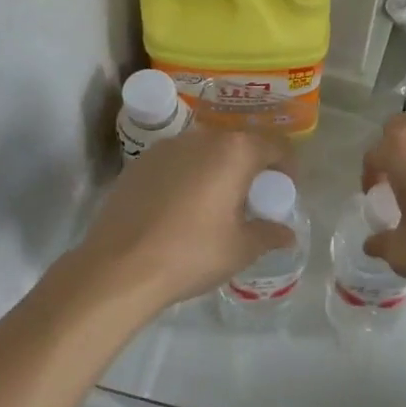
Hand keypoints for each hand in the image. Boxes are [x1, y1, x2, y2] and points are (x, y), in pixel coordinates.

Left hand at [76, 127, 295, 311]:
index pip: (275, 145)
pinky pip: (176, 164)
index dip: (286, 167)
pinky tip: (180, 210)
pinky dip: (187, 178)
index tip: (284, 190)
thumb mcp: (241, 249)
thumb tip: (286, 234)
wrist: (118, 267)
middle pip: (238, 144)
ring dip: (217, 170)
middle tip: (252, 200)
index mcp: (234, 152)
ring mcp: (165, 149)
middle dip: (250, 168)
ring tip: (215, 205)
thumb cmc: (191, 253)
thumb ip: (269, 234)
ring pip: (204, 152)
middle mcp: (201, 138)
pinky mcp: (138, 164)